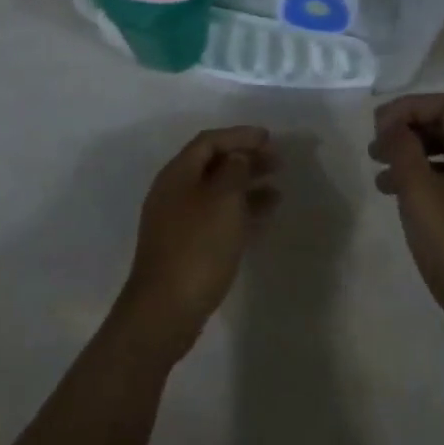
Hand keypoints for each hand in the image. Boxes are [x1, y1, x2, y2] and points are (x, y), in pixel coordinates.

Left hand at [112, 126, 279, 364]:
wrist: (165, 309)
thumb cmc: (197, 247)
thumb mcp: (222, 200)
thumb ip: (233, 171)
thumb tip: (237, 158)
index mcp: (177, 174)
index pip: (209, 141)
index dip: (239, 135)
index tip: (268, 137)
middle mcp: (174, 191)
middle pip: (213, 164)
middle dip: (245, 159)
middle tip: (278, 161)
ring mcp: (178, 220)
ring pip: (217, 192)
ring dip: (246, 186)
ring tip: (278, 190)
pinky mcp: (186, 246)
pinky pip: (217, 216)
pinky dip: (240, 211)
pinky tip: (262, 217)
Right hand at [371, 94, 443, 374]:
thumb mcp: (421, 193)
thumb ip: (402, 149)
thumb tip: (392, 123)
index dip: (406, 109)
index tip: (376, 130)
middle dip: (407, 132)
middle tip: (374, 151)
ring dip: (413, 159)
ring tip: (380, 178)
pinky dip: (426, 184)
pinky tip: (403, 204)